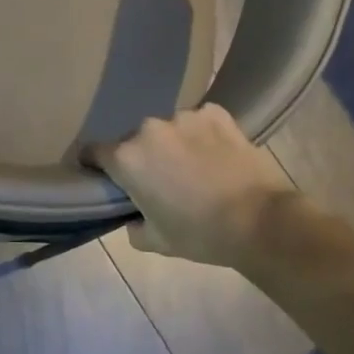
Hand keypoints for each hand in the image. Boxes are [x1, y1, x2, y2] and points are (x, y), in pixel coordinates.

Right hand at [92, 105, 297, 270]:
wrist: (261, 221)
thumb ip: (132, 225)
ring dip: (172, 144)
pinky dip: (202, 135)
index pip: (92, 151)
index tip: (102, 176)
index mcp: (127, 158)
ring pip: (167, 130)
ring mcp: (184, 116)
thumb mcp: (155, 240)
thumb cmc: (200, 234)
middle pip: (133, 140)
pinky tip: (216, 154)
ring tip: (194, 167)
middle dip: (141, 157)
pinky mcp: (215, 113)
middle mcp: (149, 129)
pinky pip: (198, 122)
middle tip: (160, 180)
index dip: (93, 164)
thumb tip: (133, 215)